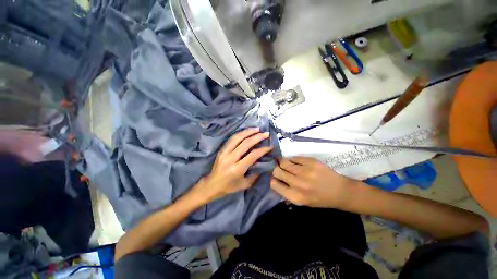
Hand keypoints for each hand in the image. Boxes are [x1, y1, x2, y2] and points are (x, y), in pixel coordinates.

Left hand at [190, 128, 272, 203]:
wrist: (212, 185)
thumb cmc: (229, 186)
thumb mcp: (245, 184)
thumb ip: (255, 174)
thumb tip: (263, 163)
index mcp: (237, 169)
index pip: (253, 155)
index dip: (263, 149)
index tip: (270, 146)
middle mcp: (230, 159)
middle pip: (246, 144)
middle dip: (257, 137)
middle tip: (266, 133)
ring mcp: (224, 152)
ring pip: (237, 138)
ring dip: (248, 132)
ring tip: (257, 129)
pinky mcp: (221, 150)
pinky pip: (231, 139)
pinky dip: (240, 133)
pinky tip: (246, 131)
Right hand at [270, 157, 358, 207]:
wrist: (340, 191)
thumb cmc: (319, 198)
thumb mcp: (301, 201)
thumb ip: (287, 192)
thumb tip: (275, 178)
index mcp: (295, 197)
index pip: (274, 184)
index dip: (273, 179)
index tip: (276, 178)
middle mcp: (298, 184)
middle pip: (277, 171)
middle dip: (276, 169)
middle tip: (280, 169)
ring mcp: (305, 171)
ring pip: (284, 162)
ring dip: (283, 162)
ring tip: (287, 164)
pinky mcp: (311, 162)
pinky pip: (294, 157)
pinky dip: (292, 160)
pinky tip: (296, 163)